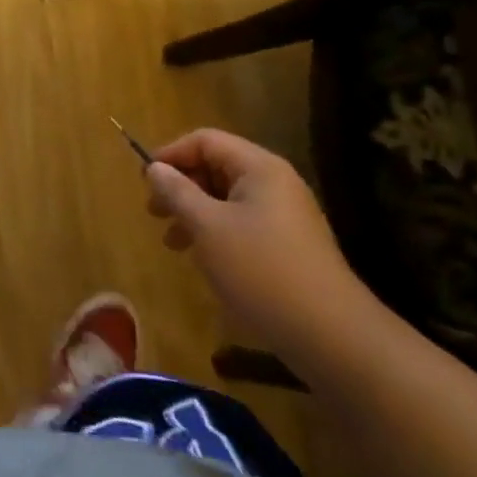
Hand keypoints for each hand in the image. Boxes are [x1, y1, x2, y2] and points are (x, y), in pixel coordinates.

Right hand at [145, 129, 367, 357]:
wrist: (331, 336)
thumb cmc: (261, 270)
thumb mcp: (208, 227)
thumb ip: (177, 192)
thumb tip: (155, 169)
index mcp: (259, 168)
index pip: (206, 140)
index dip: (171, 154)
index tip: (144, 181)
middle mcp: (275, 183)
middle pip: (216, 166)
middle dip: (181, 186)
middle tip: (153, 213)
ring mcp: (285, 216)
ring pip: (226, 199)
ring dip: (194, 212)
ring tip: (172, 242)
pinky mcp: (288, 246)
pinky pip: (242, 223)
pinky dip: (215, 232)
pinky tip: (202, 259)